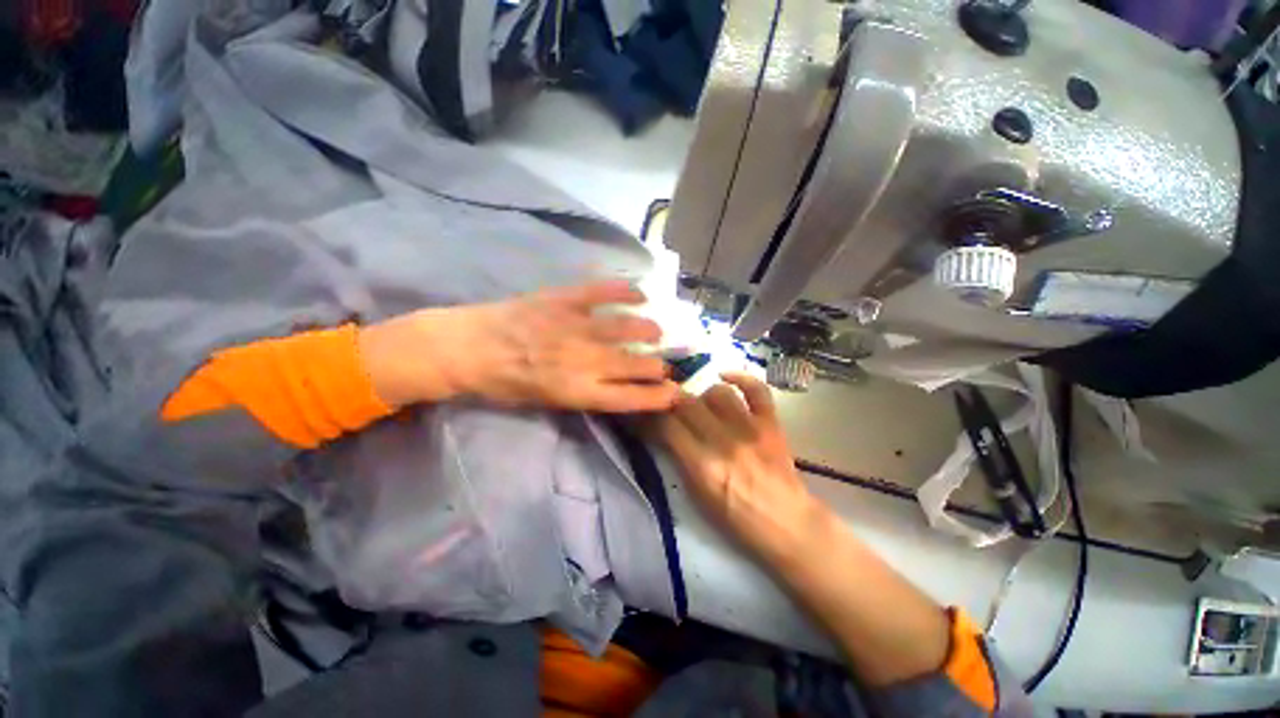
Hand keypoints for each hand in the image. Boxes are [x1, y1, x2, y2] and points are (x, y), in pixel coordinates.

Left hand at [361, 281, 680, 412]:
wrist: (465, 347)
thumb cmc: (503, 383)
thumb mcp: (544, 401)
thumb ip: (583, 393)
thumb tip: (615, 384)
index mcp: (575, 391)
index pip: (629, 397)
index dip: (656, 396)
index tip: (675, 392)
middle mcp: (581, 361)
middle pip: (633, 364)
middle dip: (658, 366)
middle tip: (669, 363)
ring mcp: (574, 327)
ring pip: (625, 328)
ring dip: (648, 329)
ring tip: (657, 330)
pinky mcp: (562, 299)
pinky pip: (601, 291)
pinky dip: (624, 291)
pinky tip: (640, 293)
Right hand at [654, 374, 952, 686]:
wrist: (787, 523)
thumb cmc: (737, 518)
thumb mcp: (698, 496)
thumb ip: (679, 459)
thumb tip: (664, 431)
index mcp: (702, 466)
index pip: (667, 425)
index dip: (653, 415)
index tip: (648, 412)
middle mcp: (724, 441)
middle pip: (687, 403)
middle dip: (672, 401)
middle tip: (670, 407)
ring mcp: (750, 429)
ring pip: (717, 392)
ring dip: (703, 396)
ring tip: (703, 406)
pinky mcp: (771, 423)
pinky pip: (756, 389)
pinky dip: (740, 378)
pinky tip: (725, 377)